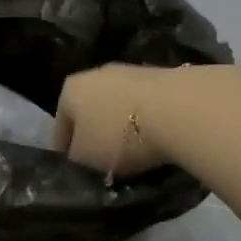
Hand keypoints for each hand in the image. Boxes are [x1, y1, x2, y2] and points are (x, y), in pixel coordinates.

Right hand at [52, 64, 183, 178]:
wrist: (179, 109)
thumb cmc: (120, 135)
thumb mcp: (86, 159)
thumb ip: (76, 158)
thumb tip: (80, 155)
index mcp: (70, 90)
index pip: (61, 125)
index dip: (65, 150)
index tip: (75, 169)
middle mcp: (95, 73)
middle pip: (90, 110)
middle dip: (96, 133)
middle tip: (105, 161)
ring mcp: (129, 71)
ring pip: (118, 105)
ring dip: (122, 125)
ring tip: (134, 152)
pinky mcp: (161, 75)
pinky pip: (144, 105)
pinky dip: (146, 120)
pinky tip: (155, 138)